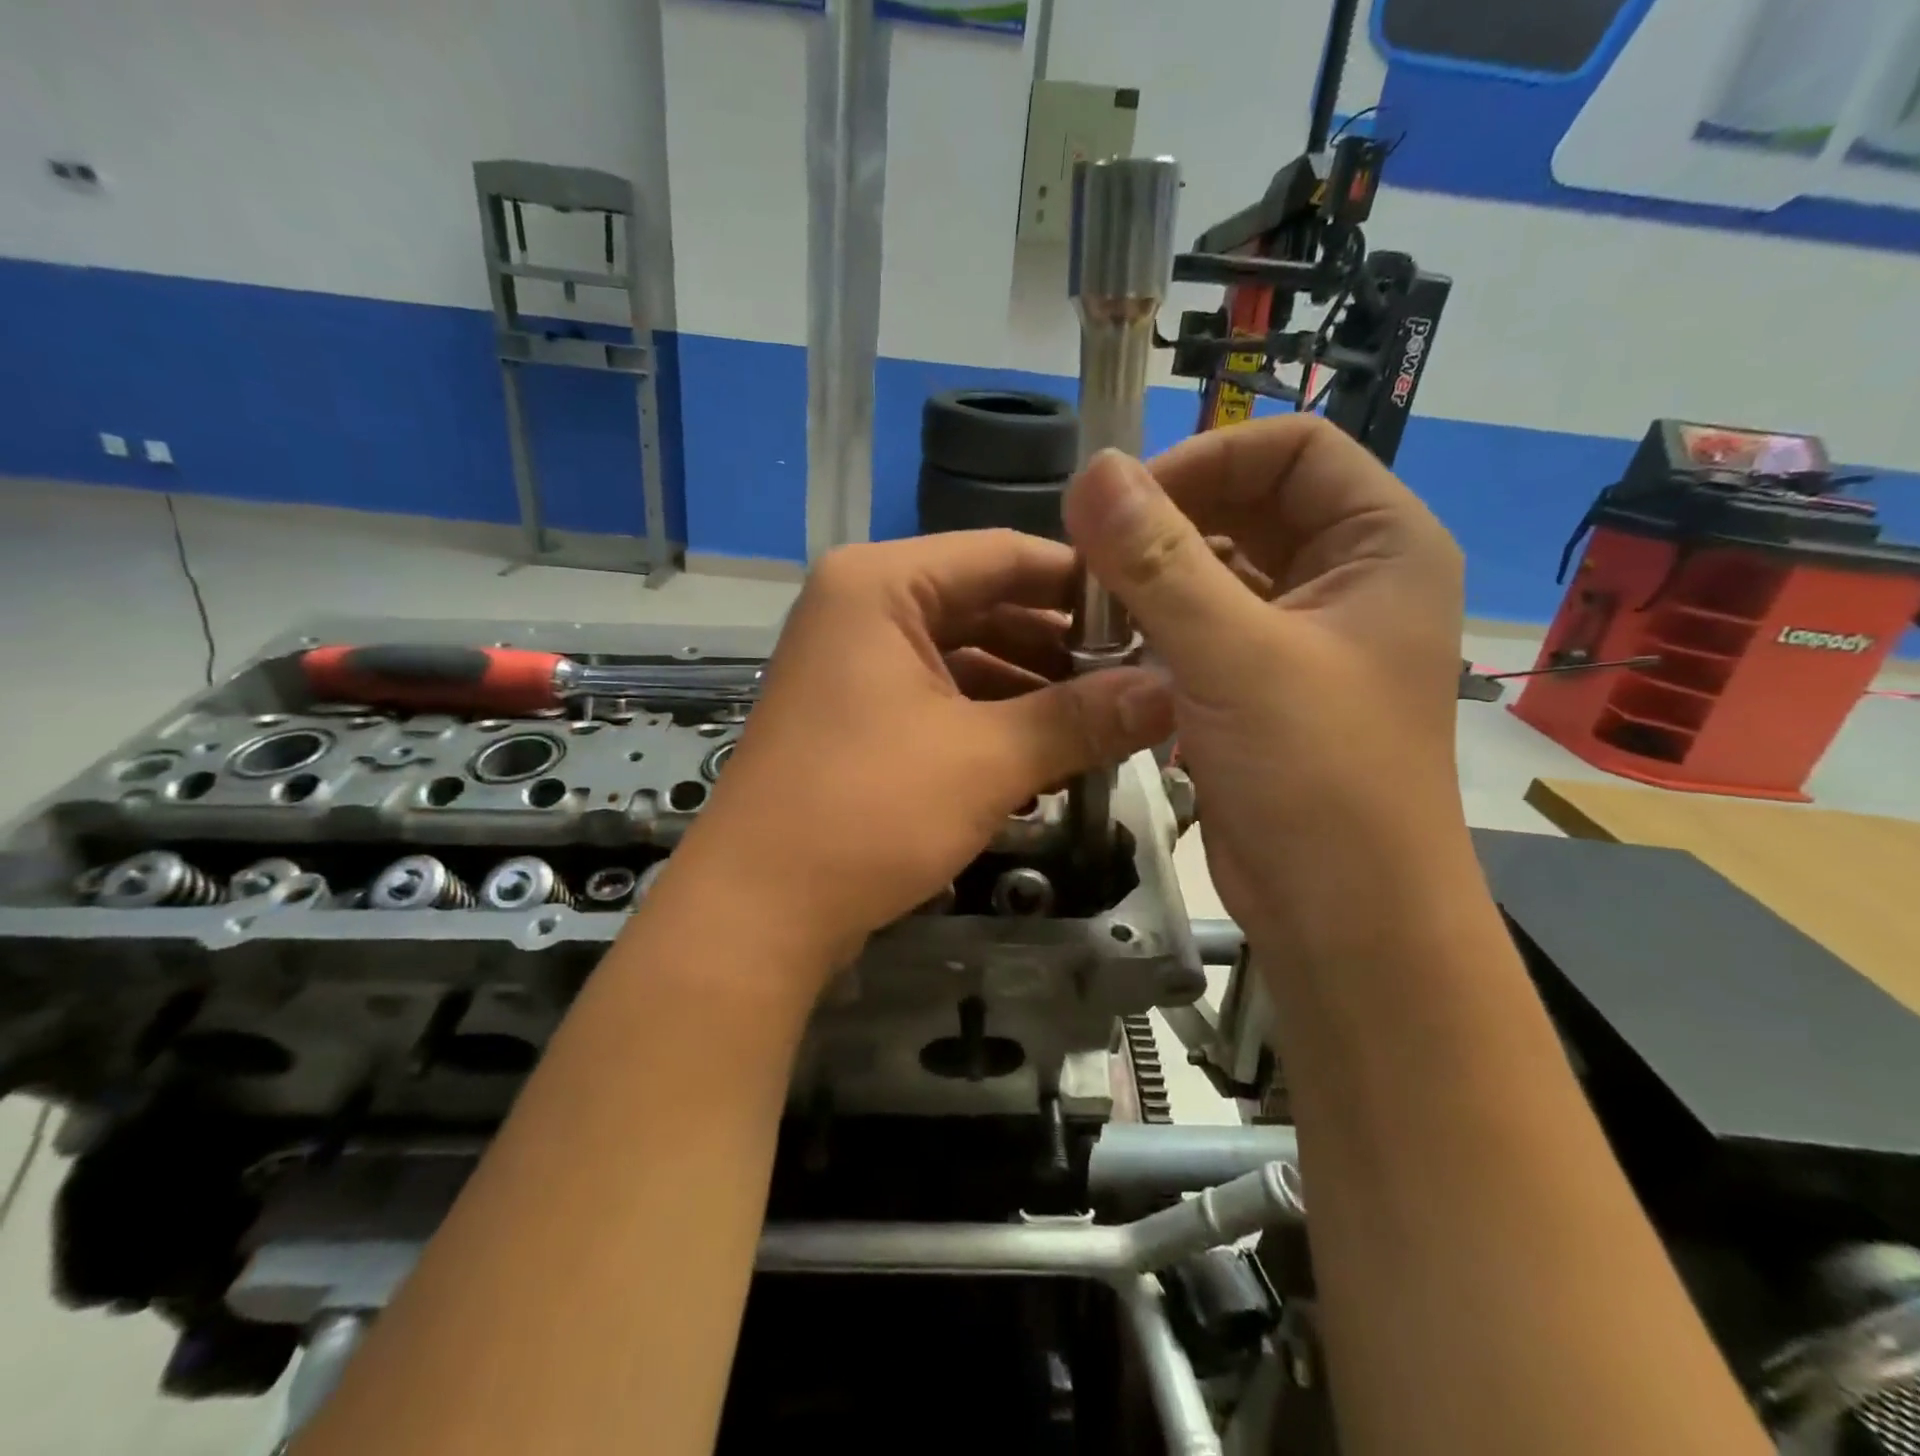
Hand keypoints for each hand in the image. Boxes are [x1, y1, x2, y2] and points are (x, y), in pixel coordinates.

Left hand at [666, 531, 1174, 985]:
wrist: (757, 911)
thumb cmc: (867, 813)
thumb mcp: (987, 760)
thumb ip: (1081, 718)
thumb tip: (1170, 691)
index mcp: (881, 585)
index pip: (1004, 554)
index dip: (1083, 583)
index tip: (1153, 615)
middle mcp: (862, 609)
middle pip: (985, 604)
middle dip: (1061, 646)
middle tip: (1139, 679)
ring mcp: (855, 663)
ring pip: (966, 656)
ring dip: (1032, 689)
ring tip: (1106, 721)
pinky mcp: (857, 715)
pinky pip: (940, 697)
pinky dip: (992, 720)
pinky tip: (1049, 752)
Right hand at [1061, 415, 1466, 951]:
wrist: (1343, 914)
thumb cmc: (1316, 777)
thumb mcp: (1233, 657)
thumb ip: (1160, 560)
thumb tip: (1094, 470)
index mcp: (1381, 546)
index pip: (1293, 449)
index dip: (1208, 457)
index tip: (1126, 502)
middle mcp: (1350, 580)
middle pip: (1253, 505)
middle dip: (1172, 518)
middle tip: (1094, 549)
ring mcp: (1306, 637)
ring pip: (1222, 570)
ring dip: (1159, 576)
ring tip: (1095, 599)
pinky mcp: (1266, 687)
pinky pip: (1207, 627)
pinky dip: (1161, 626)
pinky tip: (1115, 646)